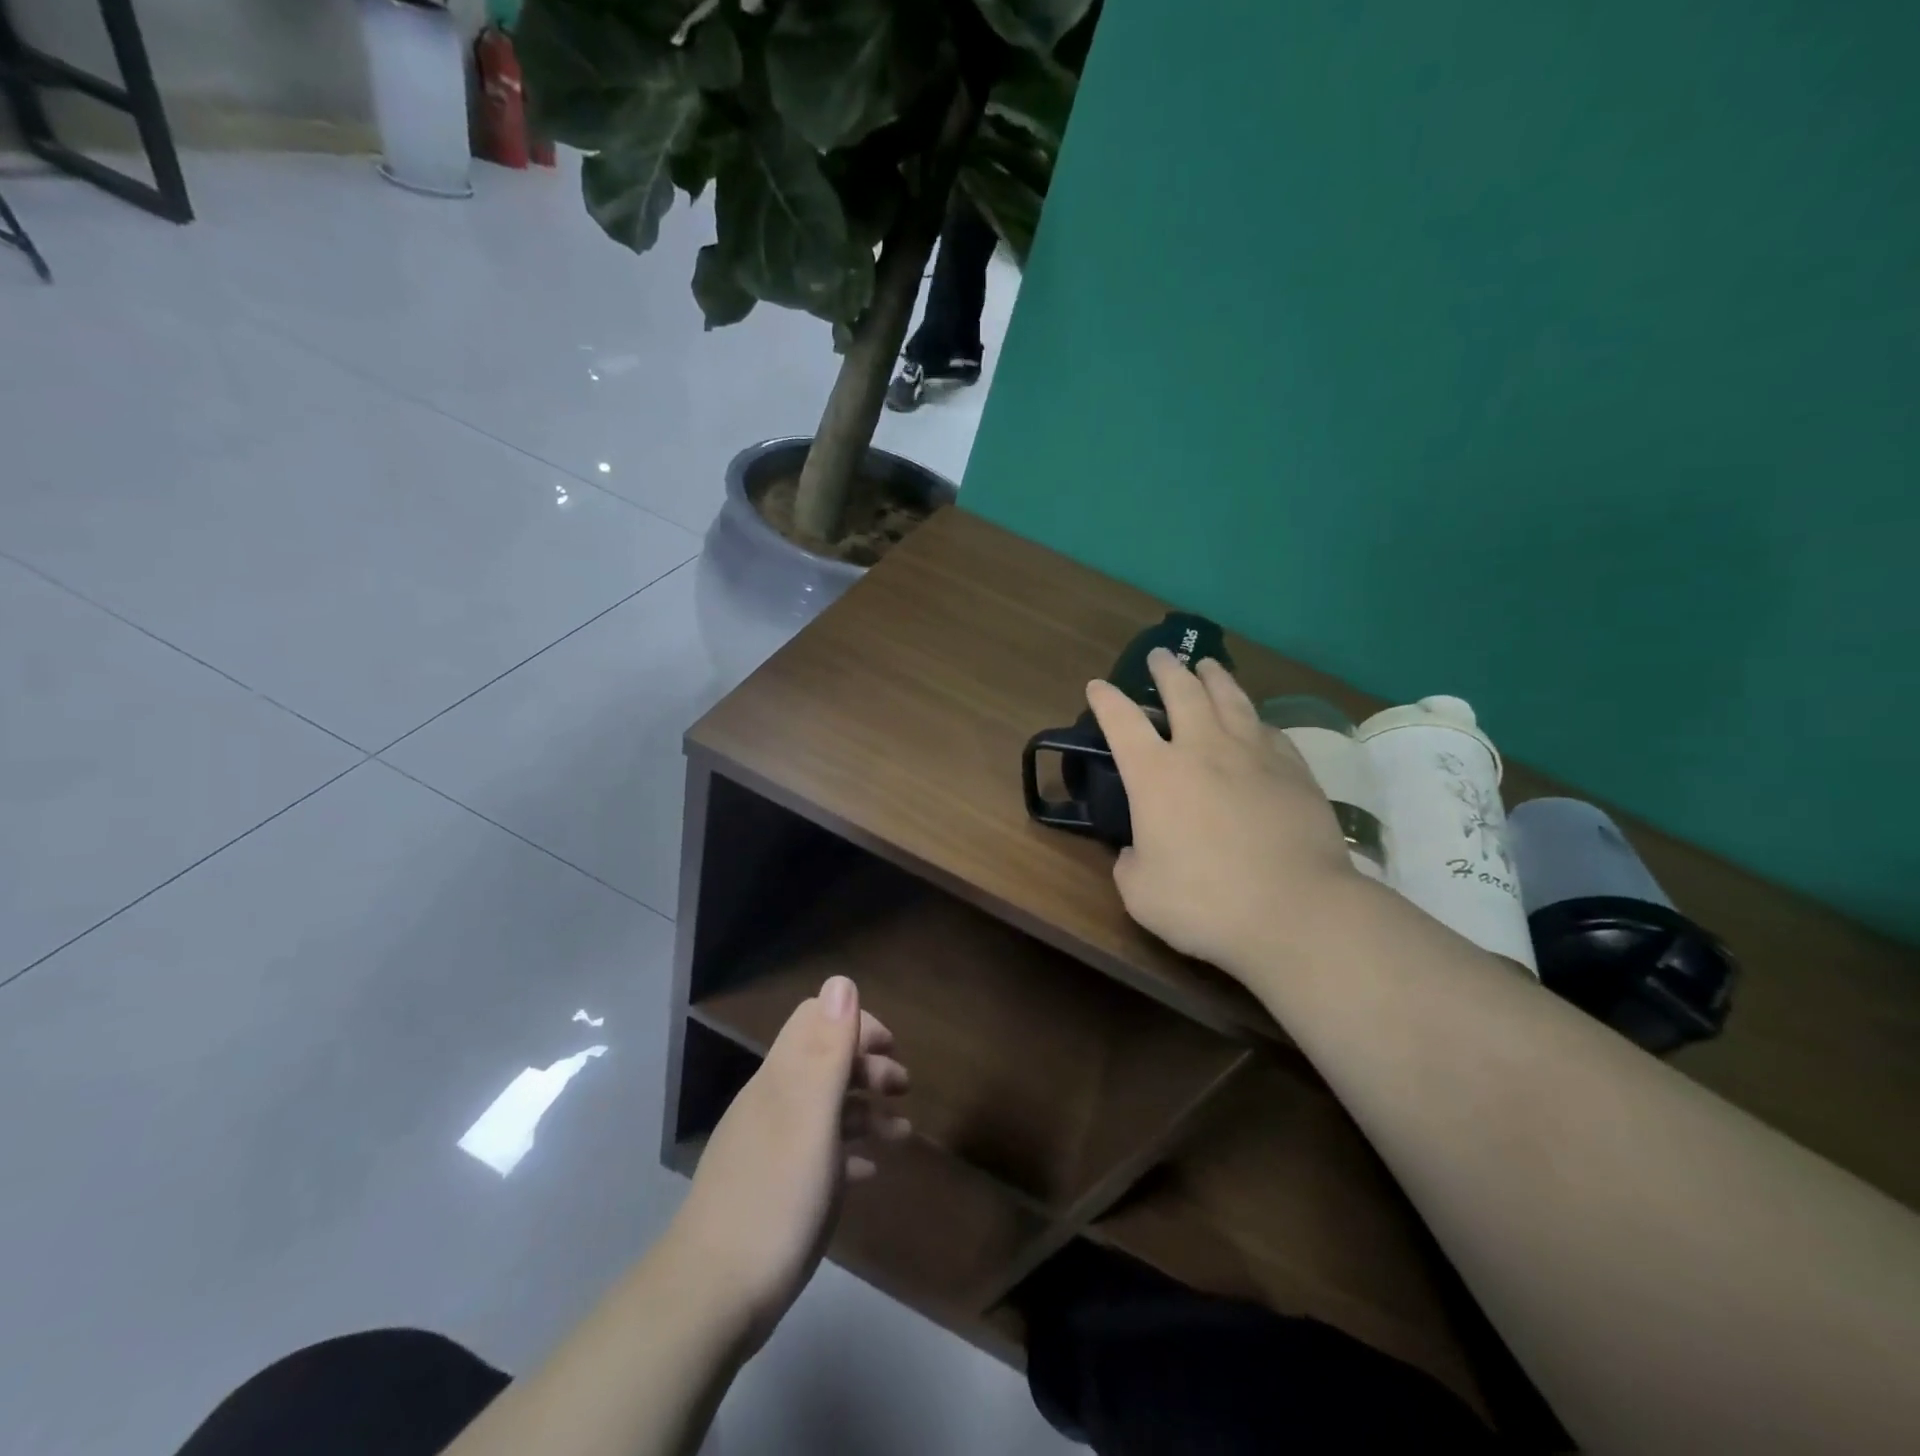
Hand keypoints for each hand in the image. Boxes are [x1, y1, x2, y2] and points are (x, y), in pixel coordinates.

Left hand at [668, 977, 908, 1349]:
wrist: (711, 1298)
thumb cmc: (774, 1198)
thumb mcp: (810, 1119)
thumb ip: (827, 1050)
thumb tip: (841, 981)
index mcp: (781, 1078)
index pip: (816, 1019)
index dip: (856, 1023)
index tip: (892, 1050)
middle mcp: (774, 1102)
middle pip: (824, 1061)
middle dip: (867, 1066)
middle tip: (905, 1089)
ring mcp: (771, 1147)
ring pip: (824, 1108)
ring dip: (865, 1110)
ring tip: (902, 1134)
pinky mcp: (773, 1188)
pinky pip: (819, 1153)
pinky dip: (848, 1151)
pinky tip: (869, 1172)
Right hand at [1086, 649, 1359, 970]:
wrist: (1295, 910)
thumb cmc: (1205, 902)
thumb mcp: (1141, 892)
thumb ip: (1130, 863)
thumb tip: (1137, 850)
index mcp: (1156, 775)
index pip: (1122, 722)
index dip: (1105, 700)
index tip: (1097, 685)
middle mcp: (1203, 750)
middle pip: (1182, 693)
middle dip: (1165, 670)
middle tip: (1160, 657)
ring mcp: (1254, 755)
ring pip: (1230, 699)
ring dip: (1214, 677)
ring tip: (1207, 665)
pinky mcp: (1294, 770)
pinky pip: (1269, 730)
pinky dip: (1254, 718)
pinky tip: (1255, 720)